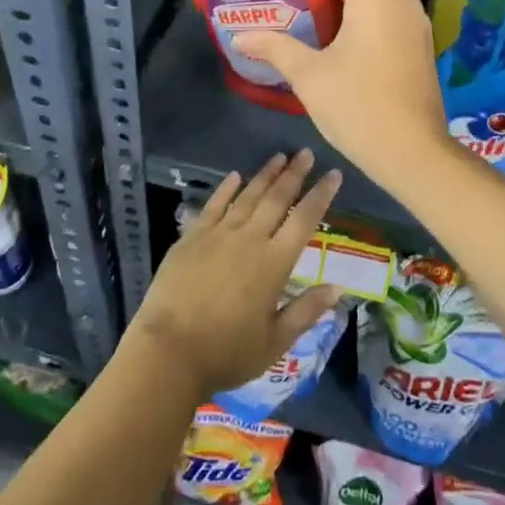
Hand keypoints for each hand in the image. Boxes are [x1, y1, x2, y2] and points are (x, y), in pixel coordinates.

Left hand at [127, 150, 342, 403]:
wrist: (168, 351)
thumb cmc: (226, 352)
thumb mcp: (275, 342)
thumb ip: (306, 311)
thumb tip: (337, 288)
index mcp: (274, 263)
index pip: (304, 219)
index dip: (321, 195)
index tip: (333, 174)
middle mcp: (250, 239)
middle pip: (277, 198)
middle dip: (294, 174)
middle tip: (306, 153)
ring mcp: (218, 234)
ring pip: (247, 195)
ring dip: (265, 174)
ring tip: (279, 156)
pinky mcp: (192, 237)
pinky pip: (214, 204)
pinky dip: (226, 188)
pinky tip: (235, 176)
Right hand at [235, 0, 452, 181]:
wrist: (414, 154)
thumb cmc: (358, 106)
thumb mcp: (308, 76)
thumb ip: (275, 47)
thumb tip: (240, 36)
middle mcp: (401, 1)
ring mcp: (416, 25)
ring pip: (371, 2)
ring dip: (340, 10)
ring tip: (303, 24)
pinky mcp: (421, 48)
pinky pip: (386, 22)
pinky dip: (361, 27)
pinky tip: (335, 48)